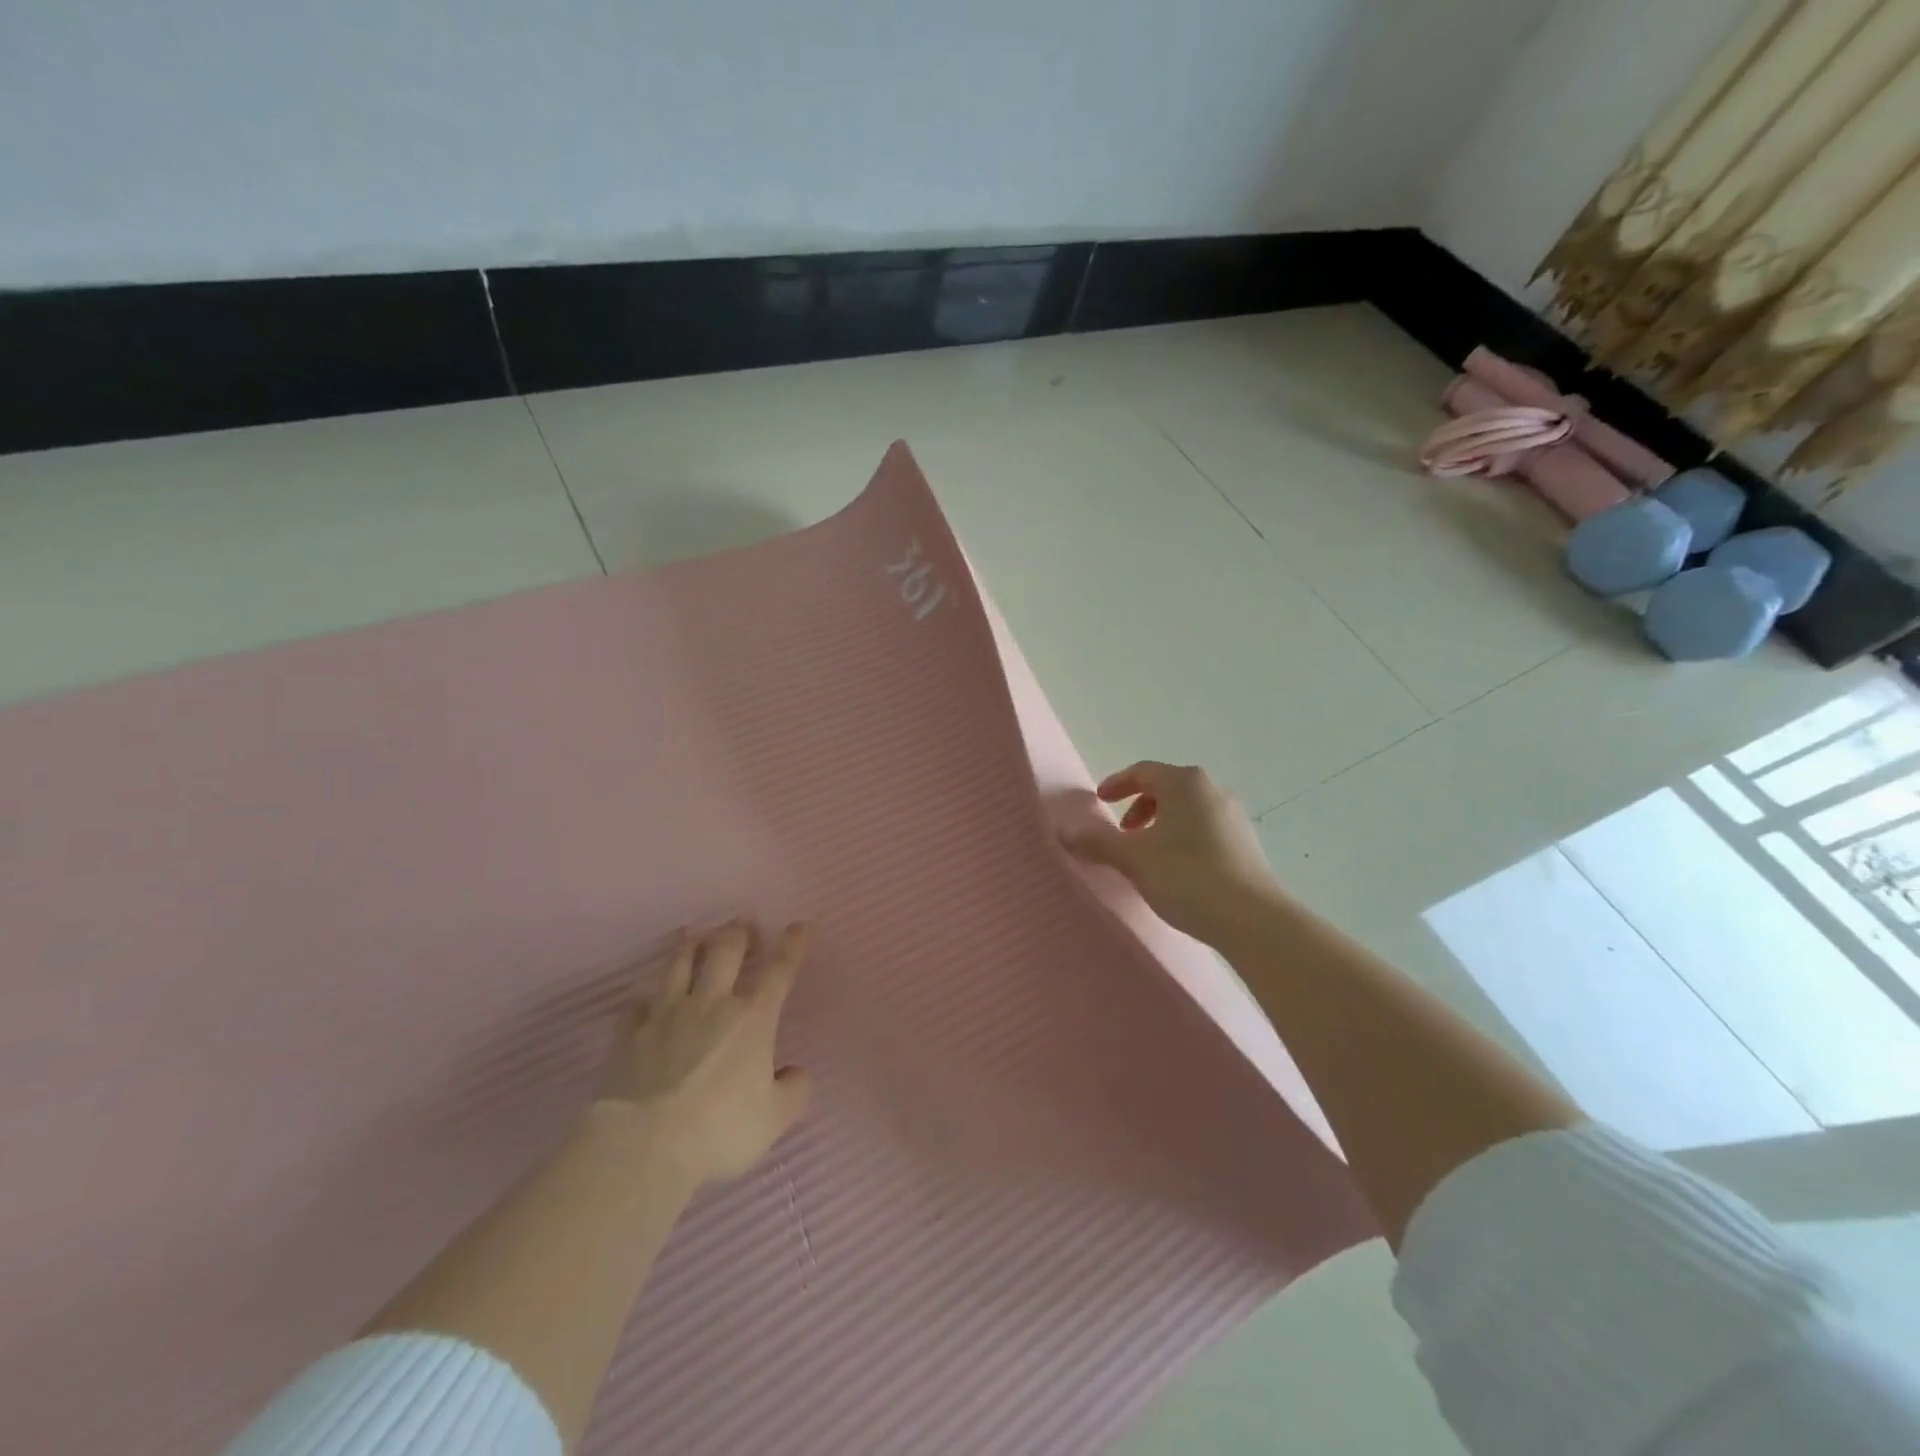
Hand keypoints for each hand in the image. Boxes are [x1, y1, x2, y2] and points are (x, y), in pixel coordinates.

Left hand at [597, 920, 811, 1185]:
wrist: (645, 1144)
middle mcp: (711, 1003)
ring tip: (693, 932)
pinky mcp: (630, 1033)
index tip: (802, 925)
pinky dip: (646, 992)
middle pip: (725, 953)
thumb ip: (792, 1091)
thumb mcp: (774, 1119)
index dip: (793, 945)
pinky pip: (638, 1001)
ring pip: (679, 965)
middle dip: (737, 933)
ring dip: (689, 945)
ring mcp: (667, 1014)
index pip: (779, 970)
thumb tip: (795, 1074)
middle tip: (741, 922)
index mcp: (753, 1018)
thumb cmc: (720, 1129)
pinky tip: (646, 990)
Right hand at [1060, 761, 1287, 943]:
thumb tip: (1063, 830)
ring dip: (1160, 825)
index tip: (1099, 802)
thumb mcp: (1133, 859)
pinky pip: (1204, 829)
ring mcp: (1234, 817)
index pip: (1143, 772)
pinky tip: (1176, 871)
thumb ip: (1096, 841)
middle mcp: (1213, 790)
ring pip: (1186, 810)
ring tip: (1146, 856)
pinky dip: (1182, 839)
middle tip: (1121, 834)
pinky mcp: (1246, 843)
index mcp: (1185, 782)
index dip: (1116, 785)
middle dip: (1138, 807)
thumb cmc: (1187, 877)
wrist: (1253, 919)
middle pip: (1166, 788)